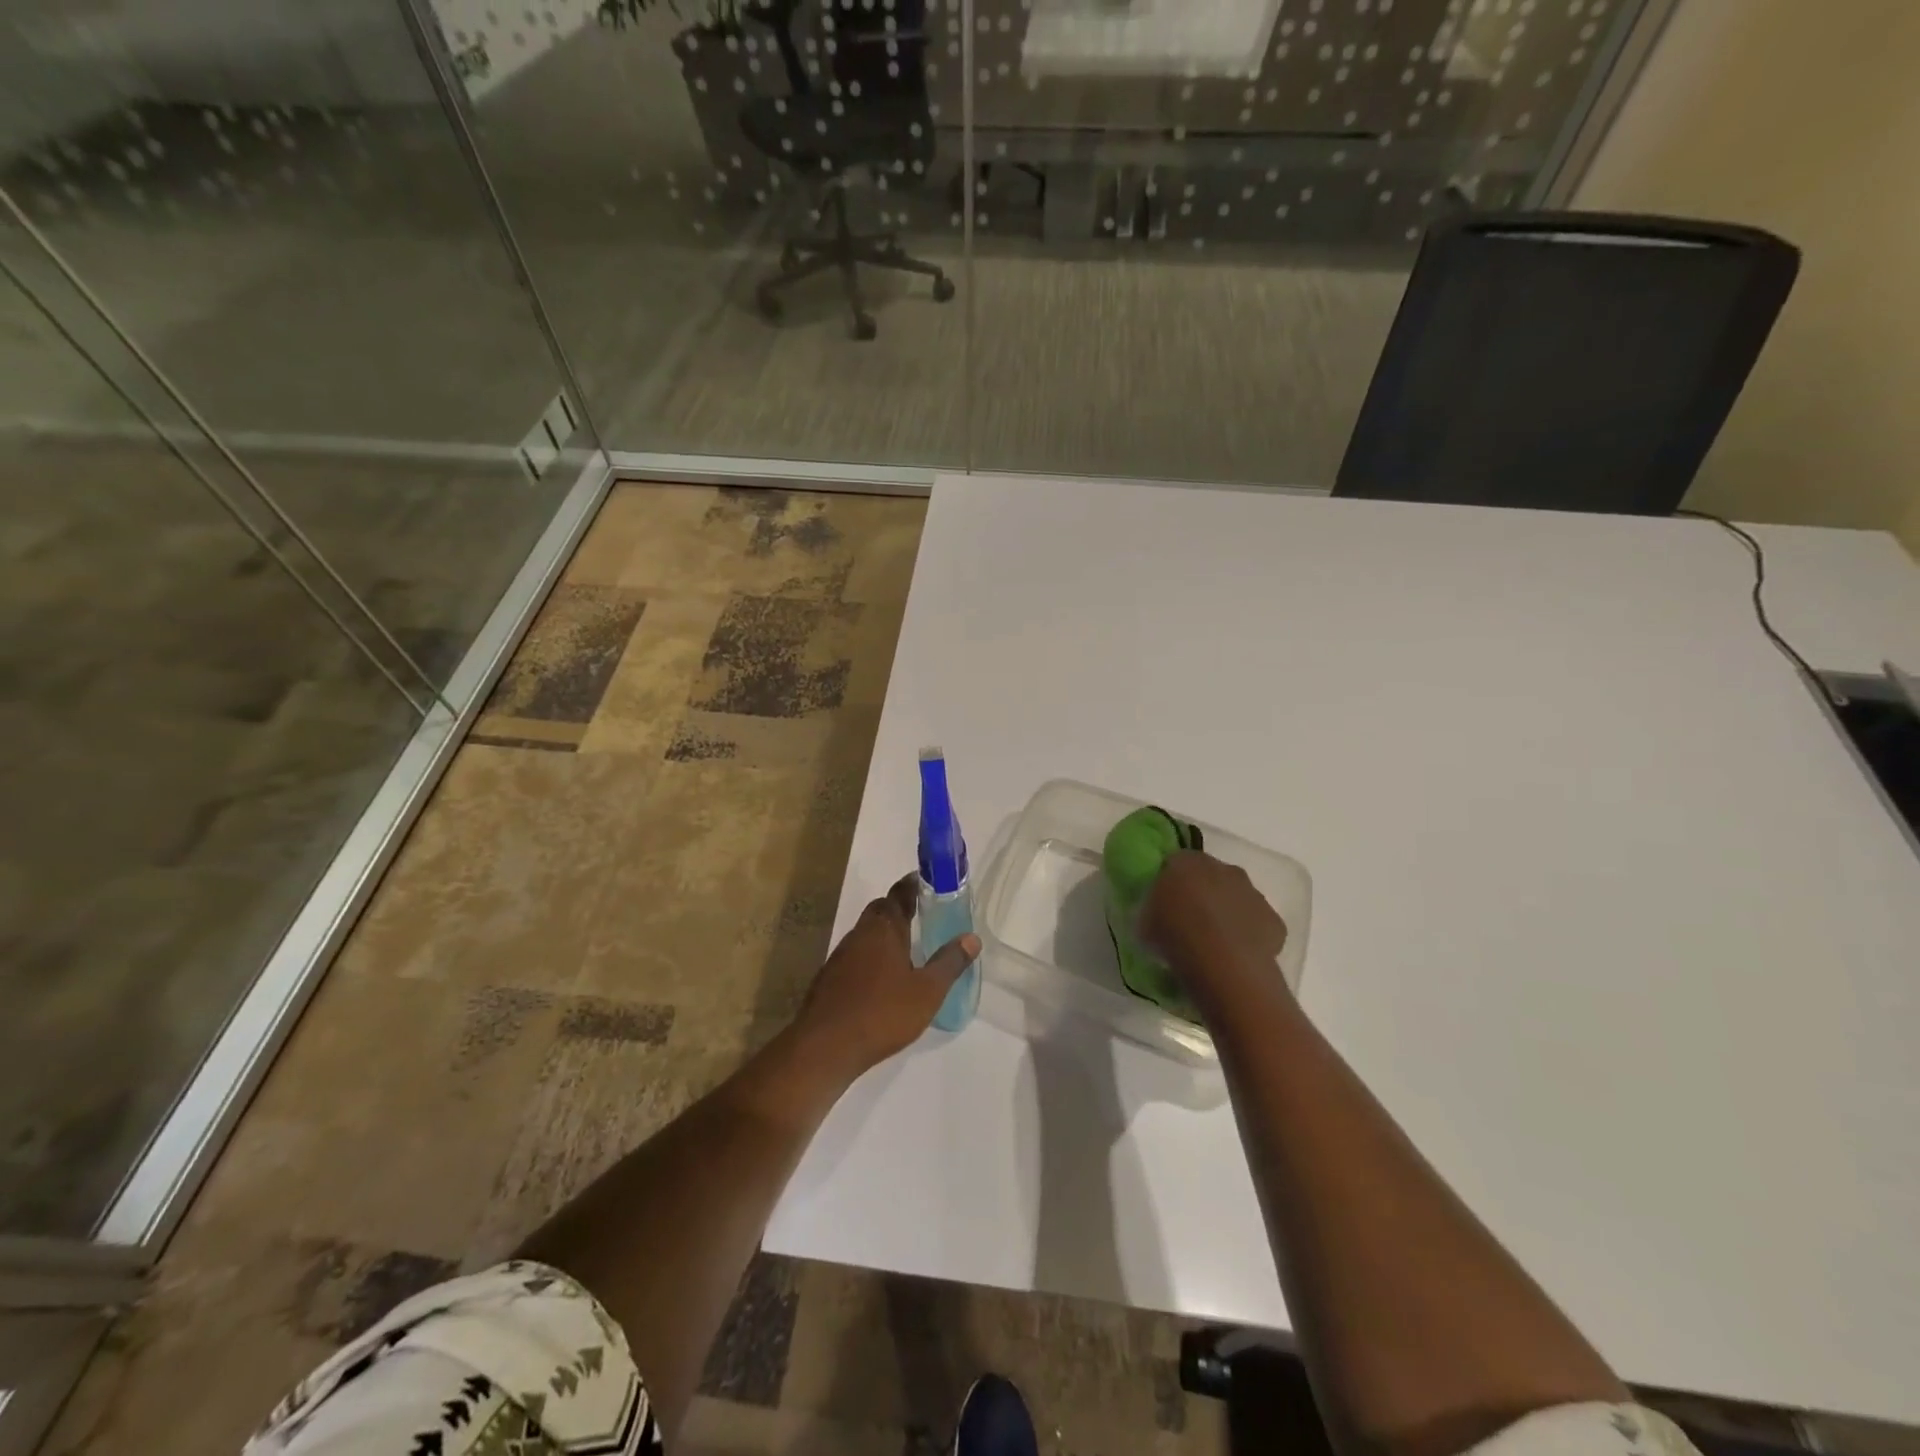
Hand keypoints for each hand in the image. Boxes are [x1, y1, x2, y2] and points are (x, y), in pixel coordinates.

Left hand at [795, 873, 980, 1076]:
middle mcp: (861, 934)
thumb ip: (950, 963)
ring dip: (884, 933)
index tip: (926, 881)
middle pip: (879, 910)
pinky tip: (882, 978)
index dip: (912, 885)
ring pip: (866, 933)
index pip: (899, 894)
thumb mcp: (928, 991)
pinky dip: (871, 956)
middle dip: (898, 908)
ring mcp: (841, 955)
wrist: (826, 1046)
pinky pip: (855, 955)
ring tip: (906, 947)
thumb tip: (972, 938)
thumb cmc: (883, 1013)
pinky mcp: (830, 977)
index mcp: (885, 929)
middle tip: (920, 914)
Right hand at [1139, 851, 1288, 1002]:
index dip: (1171, 881)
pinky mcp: (1274, 920)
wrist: (1222, 963)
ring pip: (1237, 898)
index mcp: (1187, 862)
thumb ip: (1152, 910)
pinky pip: (1257, 924)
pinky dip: (1249, 935)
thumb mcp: (1145, 922)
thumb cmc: (1175, 935)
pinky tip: (1236, 956)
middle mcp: (1223, 869)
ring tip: (1214, 942)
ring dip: (1228, 912)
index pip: (1176, 862)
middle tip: (1189, 920)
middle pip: (1211, 875)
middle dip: (1203, 892)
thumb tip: (1156, 914)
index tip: (1165, 901)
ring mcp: (1253, 893)